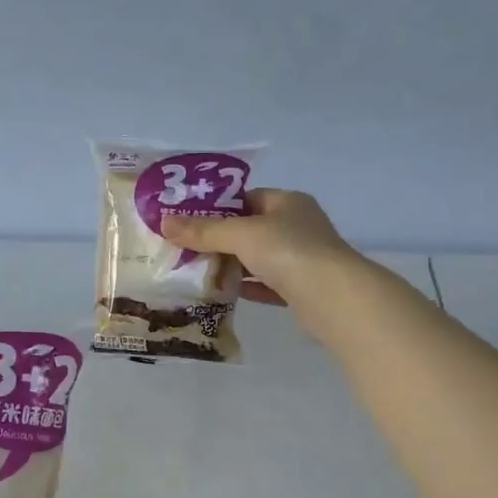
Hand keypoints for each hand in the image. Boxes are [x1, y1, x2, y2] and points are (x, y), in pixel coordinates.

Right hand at [162, 189, 364, 315]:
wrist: (332, 298)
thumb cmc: (289, 252)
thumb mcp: (241, 235)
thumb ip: (204, 231)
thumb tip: (164, 222)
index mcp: (288, 203)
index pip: (248, 198)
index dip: (218, 208)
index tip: (189, 221)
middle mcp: (298, 227)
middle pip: (251, 230)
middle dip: (220, 240)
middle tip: (186, 250)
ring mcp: (302, 259)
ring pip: (258, 259)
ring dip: (232, 266)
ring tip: (197, 272)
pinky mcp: (301, 289)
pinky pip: (267, 285)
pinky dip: (247, 287)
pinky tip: (225, 292)